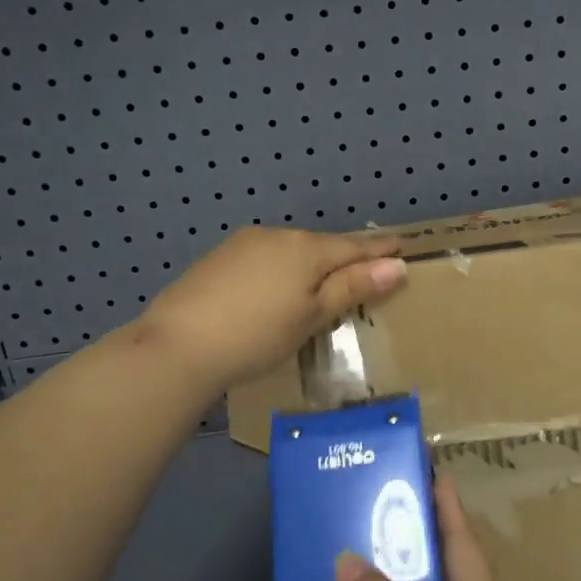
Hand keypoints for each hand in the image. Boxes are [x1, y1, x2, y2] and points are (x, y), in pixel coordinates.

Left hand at [134, 226, 404, 393]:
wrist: (179, 344)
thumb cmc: (258, 336)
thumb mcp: (312, 316)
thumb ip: (352, 287)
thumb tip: (396, 265)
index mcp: (307, 249)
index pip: (354, 246)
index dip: (379, 249)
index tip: (401, 247)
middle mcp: (278, 235)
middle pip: (322, 245)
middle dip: (345, 255)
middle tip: (367, 268)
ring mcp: (244, 244)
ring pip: (292, 249)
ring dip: (312, 262)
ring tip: (323, 281)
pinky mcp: (220, 257)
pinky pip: (266, 257)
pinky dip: (283, 268)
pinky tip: (278, 287)